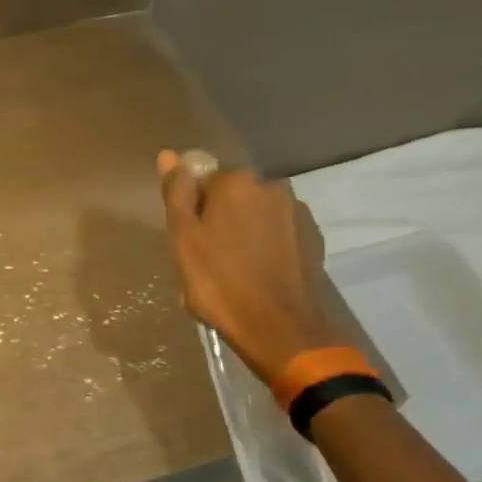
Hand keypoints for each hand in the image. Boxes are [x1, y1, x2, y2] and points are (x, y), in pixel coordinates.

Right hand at [156, 150, 340, 386]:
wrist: (279, 327)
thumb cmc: (219, 281)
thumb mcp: (183, 237)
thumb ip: (177, 192)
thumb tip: (168, 154)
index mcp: (236, 181)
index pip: (205, 181)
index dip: (194, 211)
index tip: (189, 241)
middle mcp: (271, 187)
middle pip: (234, 197)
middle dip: (221, 219)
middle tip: (208, 259)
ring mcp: (297, 214)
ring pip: (258, 217)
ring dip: (245, 234)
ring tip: (234, 272)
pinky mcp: (313, 241)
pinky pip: (279, 235)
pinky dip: (267, 248)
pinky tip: (258, 276)